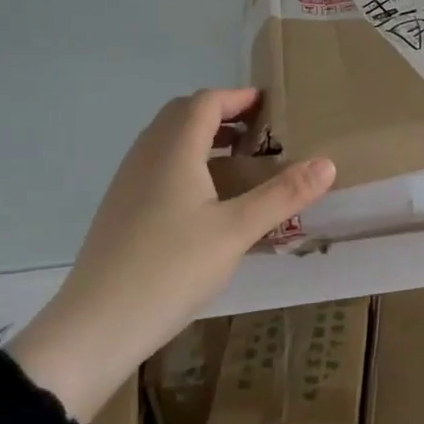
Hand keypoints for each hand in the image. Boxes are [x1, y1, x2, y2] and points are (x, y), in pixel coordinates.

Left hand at [9, 88, 335, 422]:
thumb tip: (327, 163)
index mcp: (174, 150)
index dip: (238, 97)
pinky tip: (205, 200)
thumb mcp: (236, 232)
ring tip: (238, 162)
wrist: (95, 325)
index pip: (206, 101)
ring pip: (167, 140)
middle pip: (183, 114)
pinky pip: (157, 164)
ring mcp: (128, 182)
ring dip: (202, 137)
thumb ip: (283, 195)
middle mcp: (146, 155)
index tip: (271, 105)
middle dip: (221, 114)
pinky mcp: (120, 208)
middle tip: (258, 133)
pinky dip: (186, 162)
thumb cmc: (170, 269)